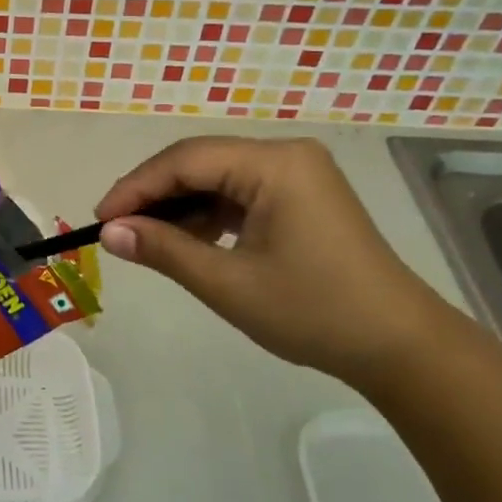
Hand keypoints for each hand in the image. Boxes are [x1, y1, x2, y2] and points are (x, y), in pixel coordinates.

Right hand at [95, 137, 469, 384]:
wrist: (401, 347)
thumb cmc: (314, 312)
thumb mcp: (228, 283)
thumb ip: (164, 250)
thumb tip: (109, 233)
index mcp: (274, 164)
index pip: (185, 160)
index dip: (136, 187)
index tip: (100, 220)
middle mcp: (286, 154)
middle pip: (200, 161)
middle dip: (155, 195)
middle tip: (118, 229)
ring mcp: (298, 173)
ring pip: (218, 177)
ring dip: (181, 206)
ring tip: (149, 241)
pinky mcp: (303, 195)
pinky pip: (241, 192)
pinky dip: (210, 214)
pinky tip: (190, 240)